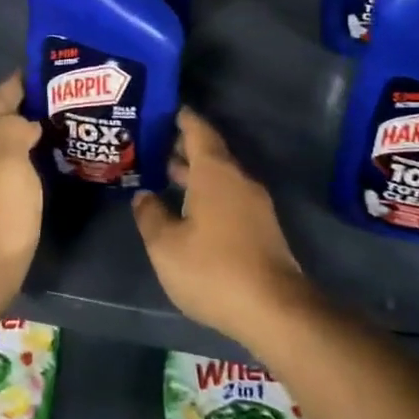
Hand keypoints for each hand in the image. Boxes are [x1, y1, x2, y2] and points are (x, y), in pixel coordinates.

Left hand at [0, 75, 42, 308]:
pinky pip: (8, 164)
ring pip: (1, 143)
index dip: (15, 84)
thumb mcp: (6, 165)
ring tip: (55, 120)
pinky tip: (43, 157)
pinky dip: (25, 153)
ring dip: (24, 128)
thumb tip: (23, 121)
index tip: (42, 69)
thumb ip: (12, 131)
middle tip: (56, 94)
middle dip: (21, 104)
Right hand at [132, 109, 310, 349]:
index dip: (181, 118)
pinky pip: (229, 197)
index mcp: (214, 173)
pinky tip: (188, 210)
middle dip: (182, 147)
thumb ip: (150, 215)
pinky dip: (206, 194)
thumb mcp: (166, 245)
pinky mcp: (261, 229)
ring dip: (194, 174)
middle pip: (210, 153)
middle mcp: (237, 180)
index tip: (164, 108)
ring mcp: (254, 205)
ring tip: (165, 175)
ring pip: (219, 177)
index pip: (197, 131)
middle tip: (152, 144)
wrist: (275, 310)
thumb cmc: (213, 269)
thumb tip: (143, 196)